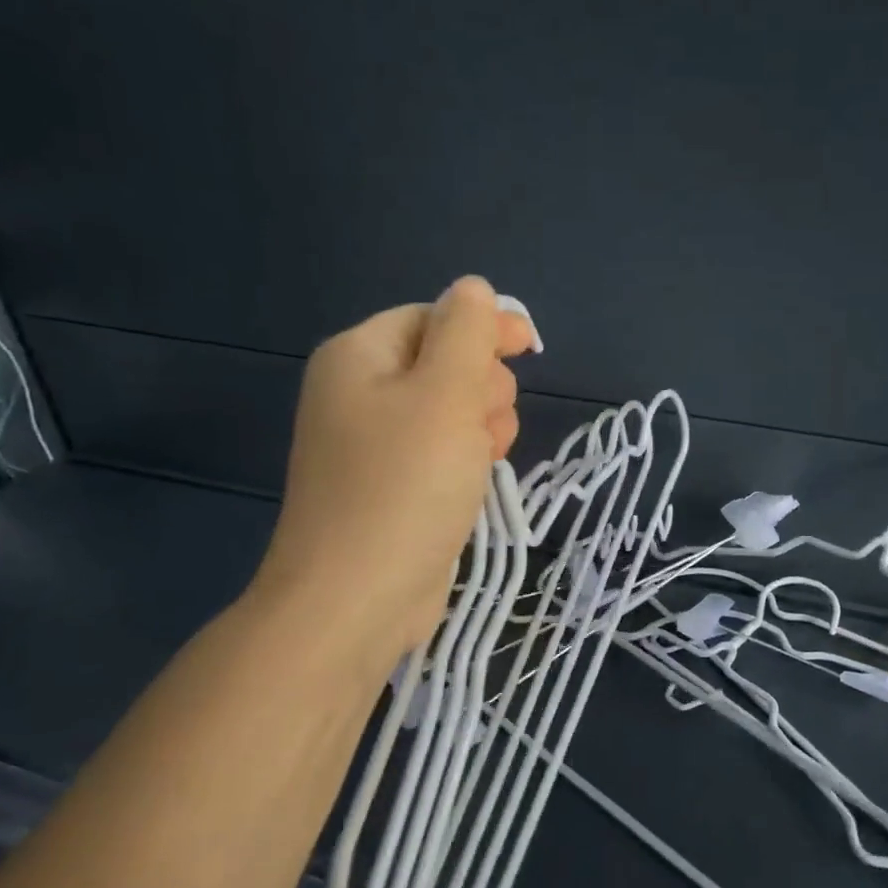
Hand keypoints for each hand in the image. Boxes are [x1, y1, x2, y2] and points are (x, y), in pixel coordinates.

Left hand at [251, 277, 538, 655]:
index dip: (483, 328)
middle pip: (444, 363)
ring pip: (451, 412)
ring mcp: (375, 446)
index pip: (433, 317)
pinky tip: (476, 483)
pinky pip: (442, 452)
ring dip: (480, 425)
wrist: (357, 598)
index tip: (529, 349)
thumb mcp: (444, 393)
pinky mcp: (393, 488)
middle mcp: (360, 394)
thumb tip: (473, 289)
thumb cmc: (404, 486)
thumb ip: (465, 332)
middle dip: (479, 386)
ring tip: (481, 459)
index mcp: (359, 356)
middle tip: (481, 423)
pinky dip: (465, 459)